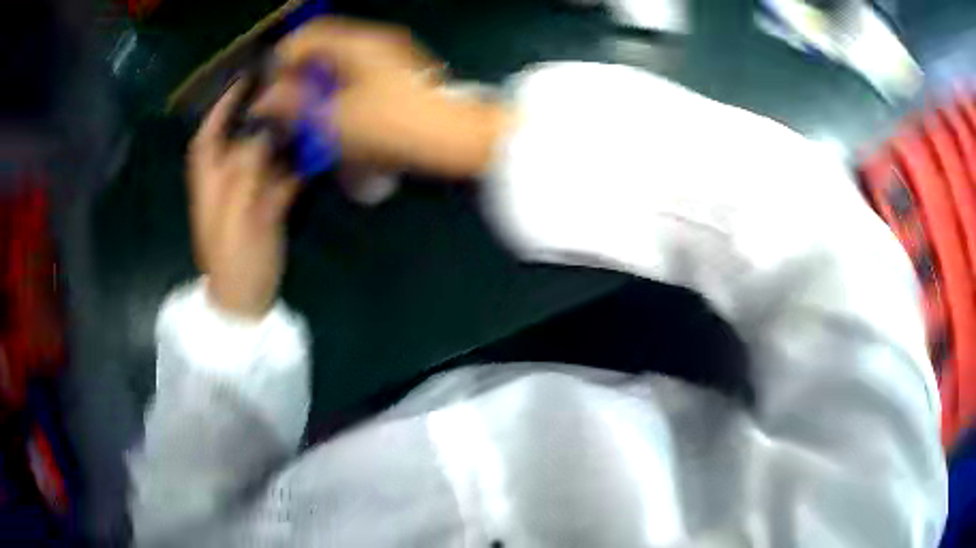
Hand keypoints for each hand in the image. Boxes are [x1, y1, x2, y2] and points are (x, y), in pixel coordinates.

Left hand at [188, 83, 299, 318]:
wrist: (246, 301)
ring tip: (306, 112)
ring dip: (281, 136)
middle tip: (286, 89)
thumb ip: (245, 172)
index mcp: (209, 184)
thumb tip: (262, 131)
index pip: (208, 136)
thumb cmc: (234, 262)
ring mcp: (247, 195)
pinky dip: (295, 165)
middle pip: (238, 139)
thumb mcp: (235, 216)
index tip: (243, 81)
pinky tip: (316, 152)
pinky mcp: (266, 209)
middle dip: (257, 113)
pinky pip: (280, 178)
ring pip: (262, 155)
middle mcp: (226, 183)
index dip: (221, 107)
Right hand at [270, 17, 511, 177]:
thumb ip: (296, 105)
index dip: (281, 59)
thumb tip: (266, 98)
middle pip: (322, 50)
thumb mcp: (335, 118)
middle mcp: (373, 42)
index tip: (268, 88)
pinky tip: (335, 121)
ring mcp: (388, 58)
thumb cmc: (393, 124)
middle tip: (286, 109)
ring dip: (318, 90)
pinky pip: (356, 79)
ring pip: (338, 66)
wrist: (456, 138)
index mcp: (357, 42)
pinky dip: (339, 96)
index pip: (307, 34)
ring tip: (307, 119)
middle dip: (298, 78)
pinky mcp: (398, 78)